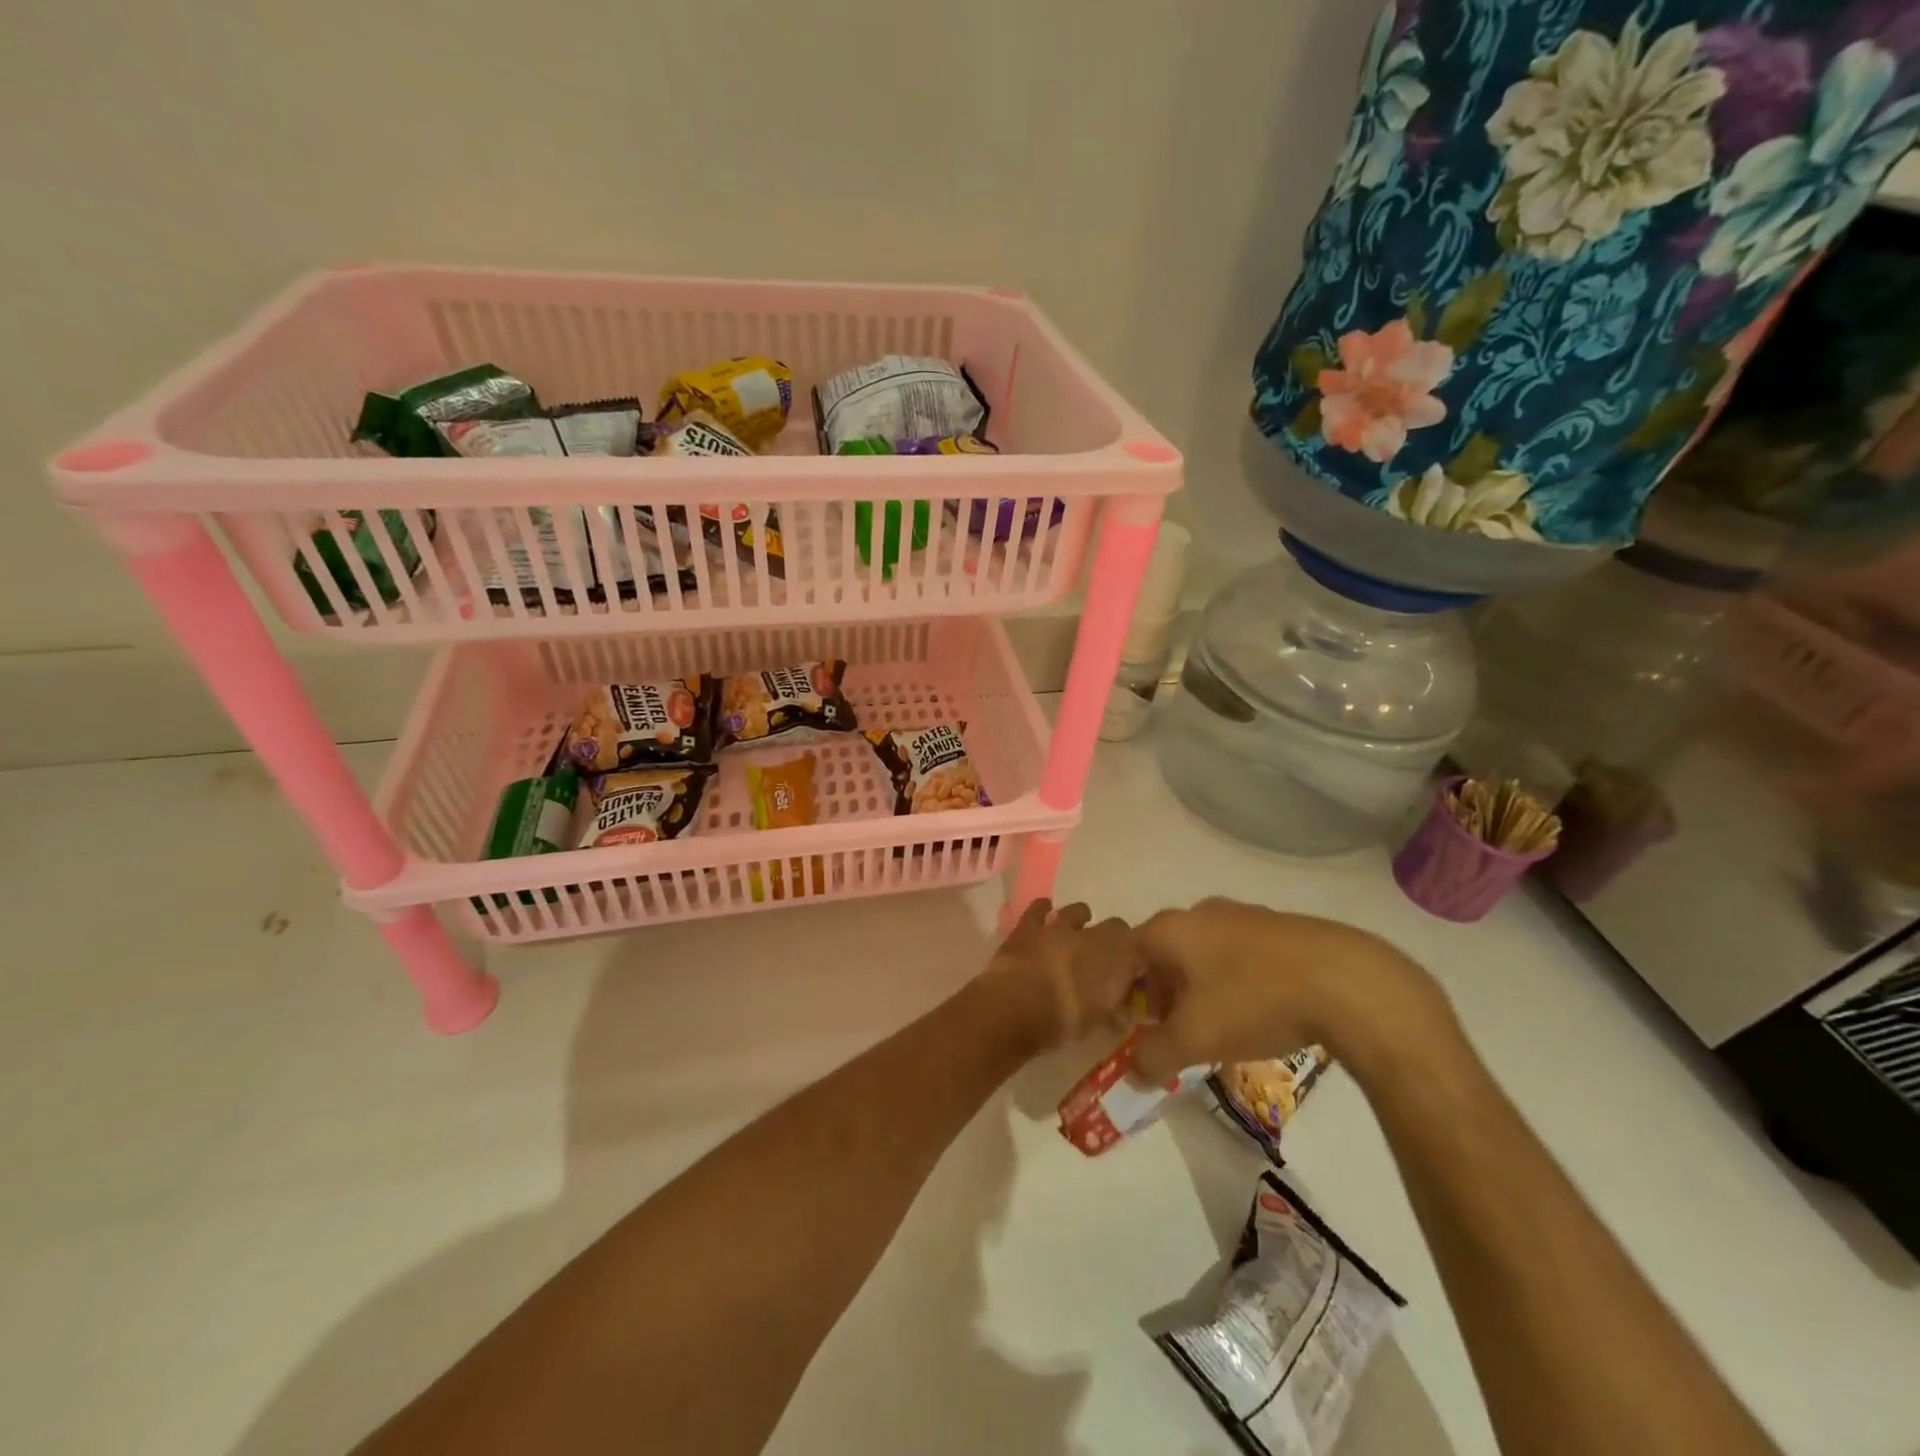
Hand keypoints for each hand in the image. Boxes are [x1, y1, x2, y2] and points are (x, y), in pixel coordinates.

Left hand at [982, 899, 1142, 1052]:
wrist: (1016, 1006)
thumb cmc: (1065, 1021)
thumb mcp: (1100, 1027)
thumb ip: (1116, 1016)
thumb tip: (1124, 1013)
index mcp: (1118, 958)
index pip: (1141, 948)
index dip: (1138, 959)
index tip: (1135, 973)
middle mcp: (1093, 935)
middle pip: (1115, 927)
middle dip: (1114, 939)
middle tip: (1107, 957)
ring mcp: (1059, 927)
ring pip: (1077, 911)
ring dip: (1081, 919)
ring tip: (1079, 928)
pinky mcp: (1029, 927)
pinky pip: (1038, 909)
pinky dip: (1043, 908)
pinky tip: (1045, 909)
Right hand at [1129, 898, 1453, 1086]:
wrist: (1345, 980)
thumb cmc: (1253, 1001)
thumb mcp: (1194, 1039)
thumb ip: (1154, 1057)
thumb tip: (1132, 1074)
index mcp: (1169, 929)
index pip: (1126, 955)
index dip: (1122, 991)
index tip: (1132, 1024)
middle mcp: (1199, 912)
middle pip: (1163, 953)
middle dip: (1162, 992)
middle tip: (1172, 1030)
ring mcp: (1241, 914)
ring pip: (1202, 953)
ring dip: (1198, 987)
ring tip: (1216, 1026)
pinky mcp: (1277, 927)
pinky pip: (1237, 954)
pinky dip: (1233, 980)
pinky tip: (1255, 1011)